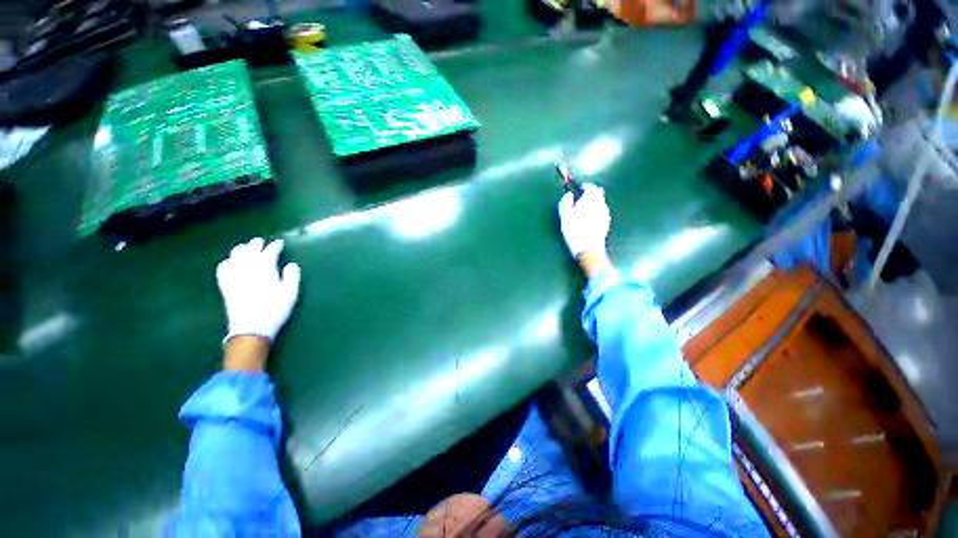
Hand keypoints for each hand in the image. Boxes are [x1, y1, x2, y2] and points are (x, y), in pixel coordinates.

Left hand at [217, 237, 300, 344]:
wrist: (251, 328)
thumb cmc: (275, 310)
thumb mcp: (291, 293)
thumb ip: (292, 276)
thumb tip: (291, 264)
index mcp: (265, 269)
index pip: (269, 252)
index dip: (275, 246)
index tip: (280, 242)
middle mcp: (247, 269)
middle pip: (250, 251)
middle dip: (256, 244)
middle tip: (261, 241)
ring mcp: (234, 276)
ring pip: (235, 256)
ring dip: (241, 249)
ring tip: (245, 247)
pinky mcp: (226, 285)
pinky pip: (223, 268)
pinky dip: (227, 261)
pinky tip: (229, 262)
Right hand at [558, 183, 610, 258]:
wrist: (589, 248)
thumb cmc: (575, 230)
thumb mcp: (565, 215)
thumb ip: (565, 201)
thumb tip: (568, 195)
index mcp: (591, 198)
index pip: (590, 186)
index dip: (582, 187)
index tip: (577, 189)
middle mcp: (601, 203)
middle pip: (597, 193)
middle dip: (589, 194)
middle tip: (579, 200)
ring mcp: (605, 213)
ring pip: (599, 203)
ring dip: (592, 204)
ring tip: (581, 212)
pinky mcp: (606, 223)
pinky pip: (600, 212)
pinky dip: (594, 213)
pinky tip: (587, 221)